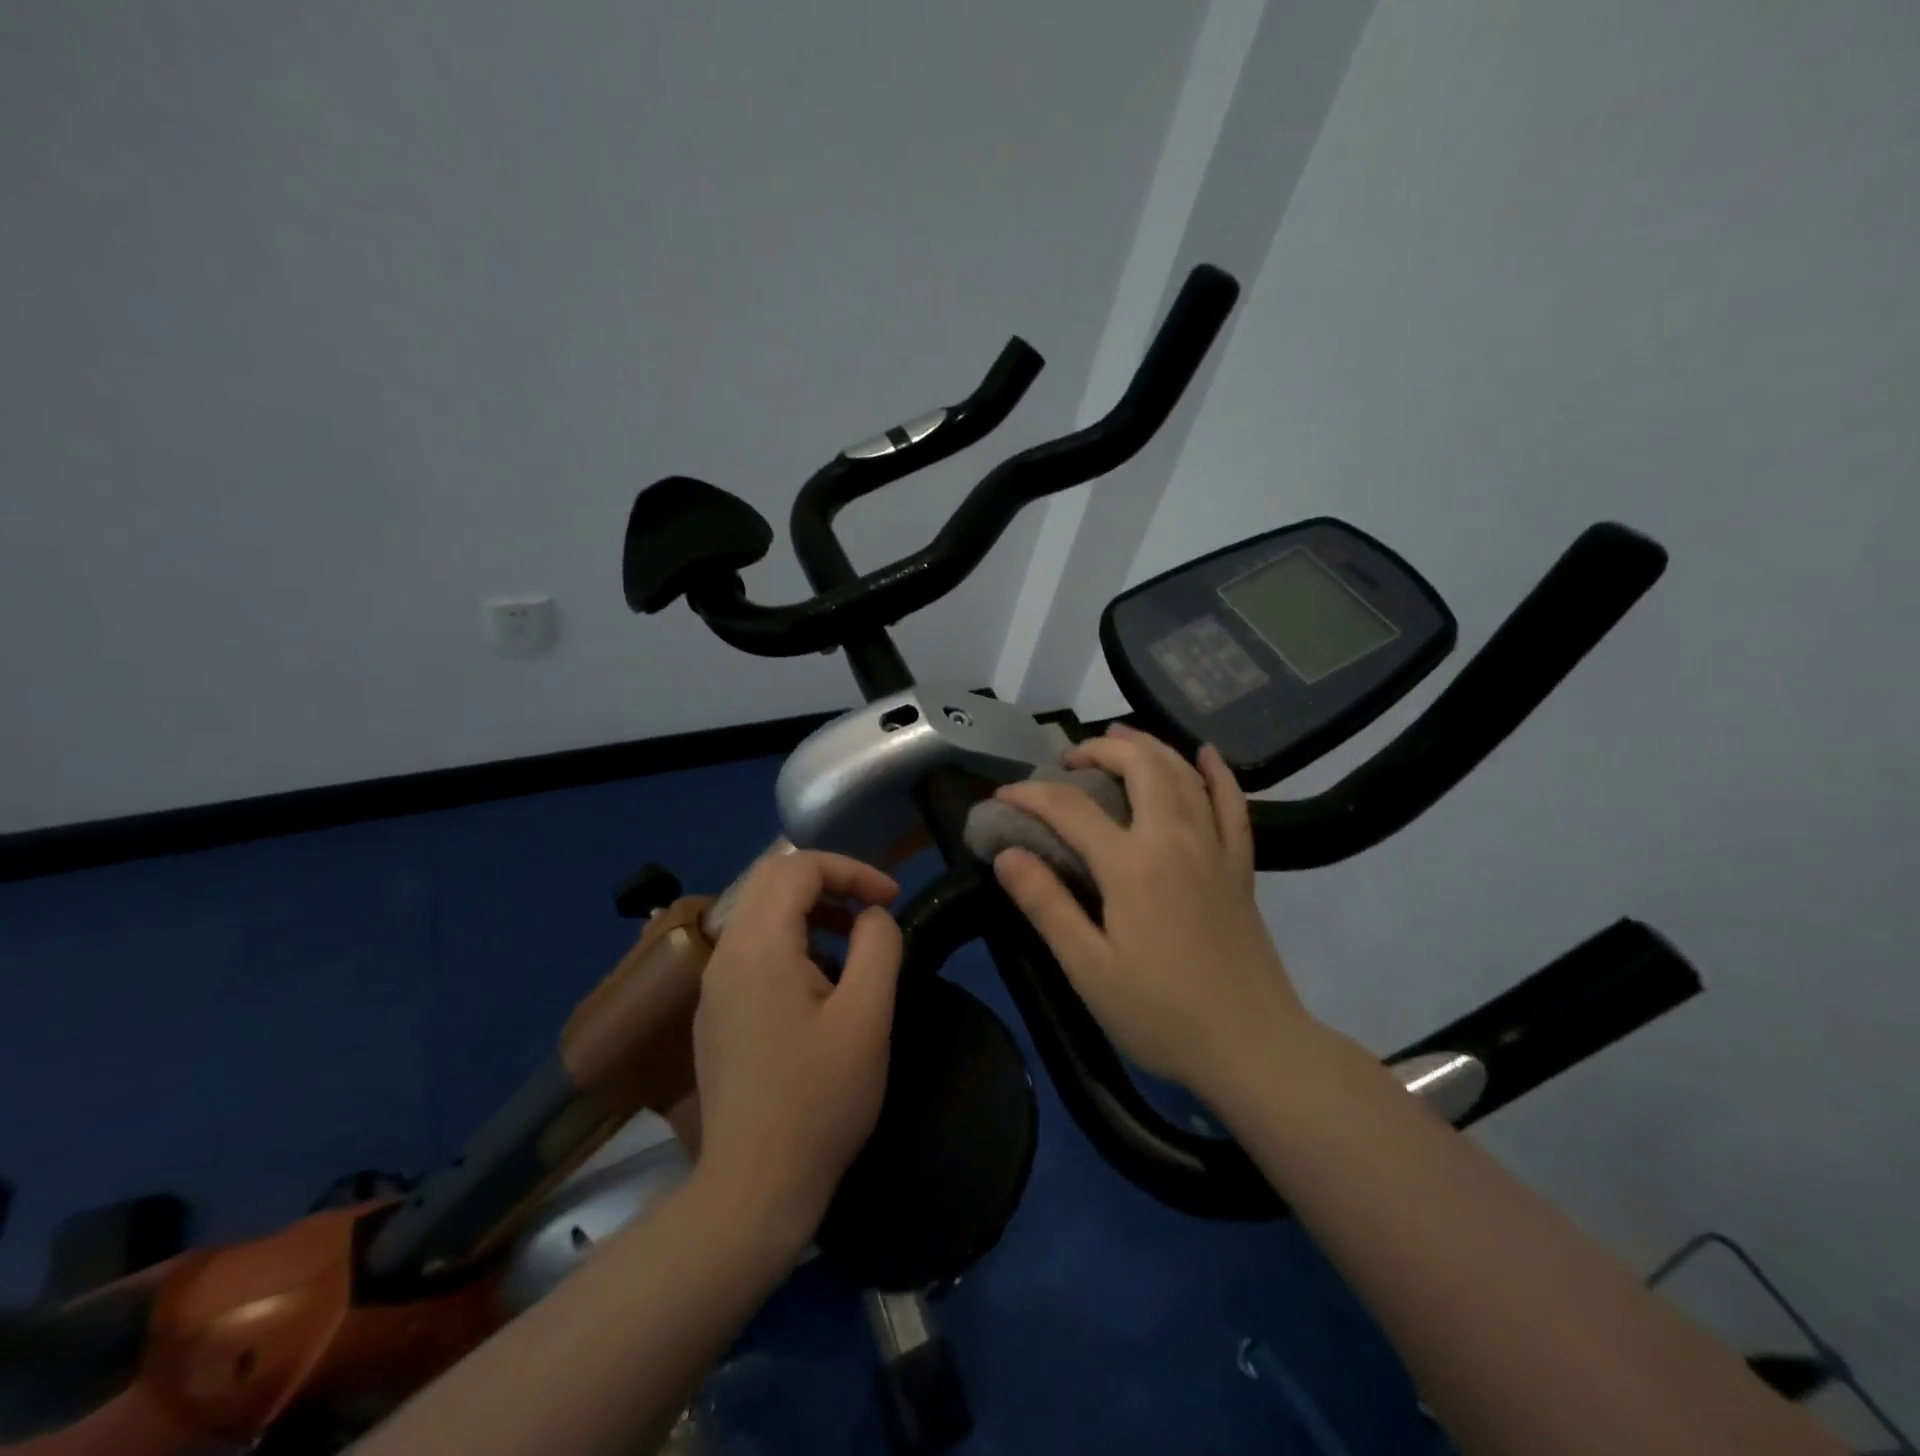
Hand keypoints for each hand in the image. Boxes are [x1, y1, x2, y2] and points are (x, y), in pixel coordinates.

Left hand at [691, 850, 902, 1253]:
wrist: (753, 1189)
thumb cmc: (819, 1100)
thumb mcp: (867, 1016)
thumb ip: (878, 946)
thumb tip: (872, 916)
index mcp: (758, 946)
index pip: (798, 866)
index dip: (851, 869)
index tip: (890, 899)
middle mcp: (725, 953)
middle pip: (773, 880)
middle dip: (829, 882)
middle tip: (872, 911)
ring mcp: (713, 985)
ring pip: (760, 913)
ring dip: (810, 912)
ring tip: (853, 946)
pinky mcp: (715, 1013)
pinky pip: (752, 949)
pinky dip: (791, 942)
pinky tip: (820, 986)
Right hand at [991, 725, 1313, 1104]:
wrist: (1253, 1047)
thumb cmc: (1162, 1014)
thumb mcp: (1088, 969)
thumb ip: (1046, 904)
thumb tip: (1006, 854)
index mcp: (1131, 865)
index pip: (1069, 807)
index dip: (1030, 794)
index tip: (1002, 795)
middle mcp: (1175, 839)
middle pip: (1139, 766)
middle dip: (1098, 749)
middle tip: (1067, 760)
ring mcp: (1214, 848)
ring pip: (1183, 773)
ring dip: (1148, 746)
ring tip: (1119, 738)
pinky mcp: (1240, 867)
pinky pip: (1233, 804)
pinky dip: (1218, 773)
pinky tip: (1205, 754)